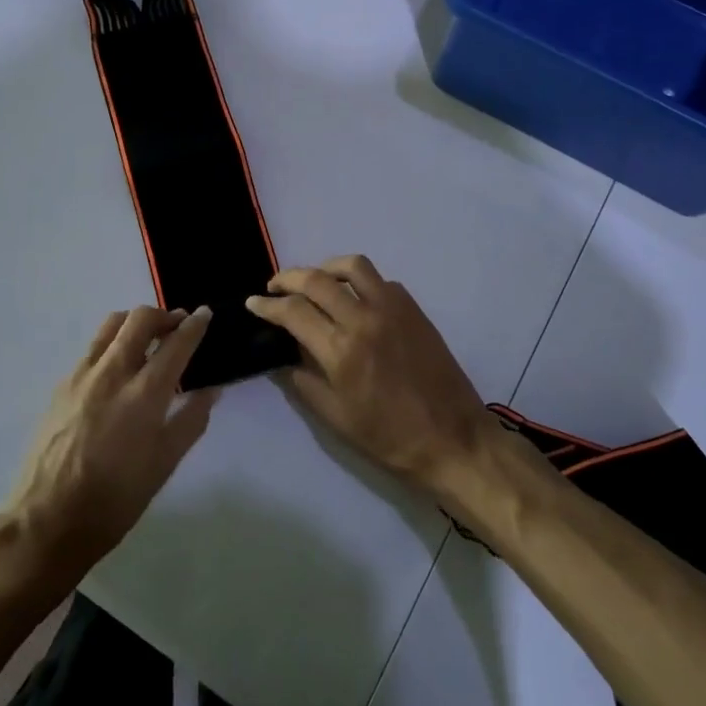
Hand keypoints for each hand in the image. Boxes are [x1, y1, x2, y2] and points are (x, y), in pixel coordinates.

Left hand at [0, 305, 217, 579]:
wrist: (47, 521)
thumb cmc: (114, 500)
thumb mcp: (163, 465)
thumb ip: (190, 421)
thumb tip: (211, 390)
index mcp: (144, 393)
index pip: (176, 343)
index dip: (195, 325)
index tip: (206, 313)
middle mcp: (113, 372)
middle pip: (140, 319)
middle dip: (164, 315)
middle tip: (178, 326)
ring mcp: (82, 375)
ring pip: (111, 325)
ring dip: (135, 323)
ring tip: (148, 338)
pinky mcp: (61, 385)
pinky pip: (92, 348)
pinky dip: (112, 343)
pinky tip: (117, 369)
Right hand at [247, 255, 487, 490]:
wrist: (452, 439)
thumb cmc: (389, 437)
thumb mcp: (335, 417)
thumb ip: (304, 379)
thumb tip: (285, 352)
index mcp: (341, 350)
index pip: (293, 311)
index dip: (267, 305)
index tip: (253, 303)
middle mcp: (364, 319)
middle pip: (316, 279)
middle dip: (287, 277)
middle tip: (274, 286)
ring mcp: (393, 308)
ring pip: (352, 266)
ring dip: (325, 268)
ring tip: (314, 281)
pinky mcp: (413, 309)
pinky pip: (379, 281)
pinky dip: (359, 282)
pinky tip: (353, 299)